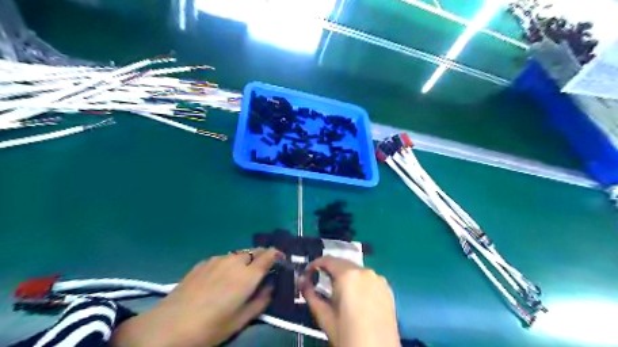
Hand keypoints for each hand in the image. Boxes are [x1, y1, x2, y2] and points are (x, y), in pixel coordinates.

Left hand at [112, 246, 283, 346]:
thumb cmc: (210, 327)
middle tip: (261, 273)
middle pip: (255, 251)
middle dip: (262, 257)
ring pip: (239, 254)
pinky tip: (220, 279)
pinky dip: (229, 264)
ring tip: (239, 277)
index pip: (269, 254)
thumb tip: (271, 286)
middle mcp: (235, 261)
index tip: (282, 261)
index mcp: (248, 275)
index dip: (278, 255)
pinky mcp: (204, 262)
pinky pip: (224, 258)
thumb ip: (262, 300)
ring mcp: (218, 259)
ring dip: (245, 261)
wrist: (168, 326)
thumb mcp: (241, 320)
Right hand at [300, 256, 401, 345]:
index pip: (328, 260)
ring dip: (344, 276)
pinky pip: (368, 279)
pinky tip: (354, 298)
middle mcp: (365, 271)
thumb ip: (310, 295)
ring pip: (356, 270)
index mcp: (348, 275)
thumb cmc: (348, 336)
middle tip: (319, 283)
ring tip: (337, 293)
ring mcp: (379, 279)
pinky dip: (359, 282)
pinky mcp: (387, 288)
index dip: (315, 264)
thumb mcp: (324, 317)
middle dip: (330, 270)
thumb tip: (302, 281)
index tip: (308, 273)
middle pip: (343, 263)